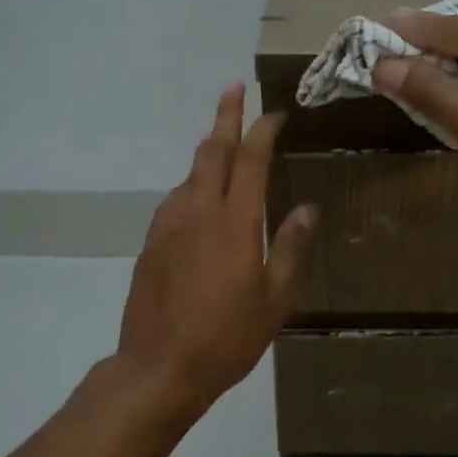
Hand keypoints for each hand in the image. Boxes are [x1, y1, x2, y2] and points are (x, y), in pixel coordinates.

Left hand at [116, 85, 316, 419]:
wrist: (158, 367)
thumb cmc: (227, 338)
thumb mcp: (275, 300)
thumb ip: (290, 248)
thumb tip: (307, 209)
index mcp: (235, 223)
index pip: (250, 160)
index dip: (262, 130)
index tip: (275, 113)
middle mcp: (198, 212)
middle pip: (211, 151)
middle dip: (224, 116)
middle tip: (233, 89)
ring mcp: (168, 225)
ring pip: (189, 174)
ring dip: (207, 152)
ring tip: (221, 141)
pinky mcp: (150, 243)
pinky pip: (175, 200)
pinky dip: (192, 185)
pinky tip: (199, 197)